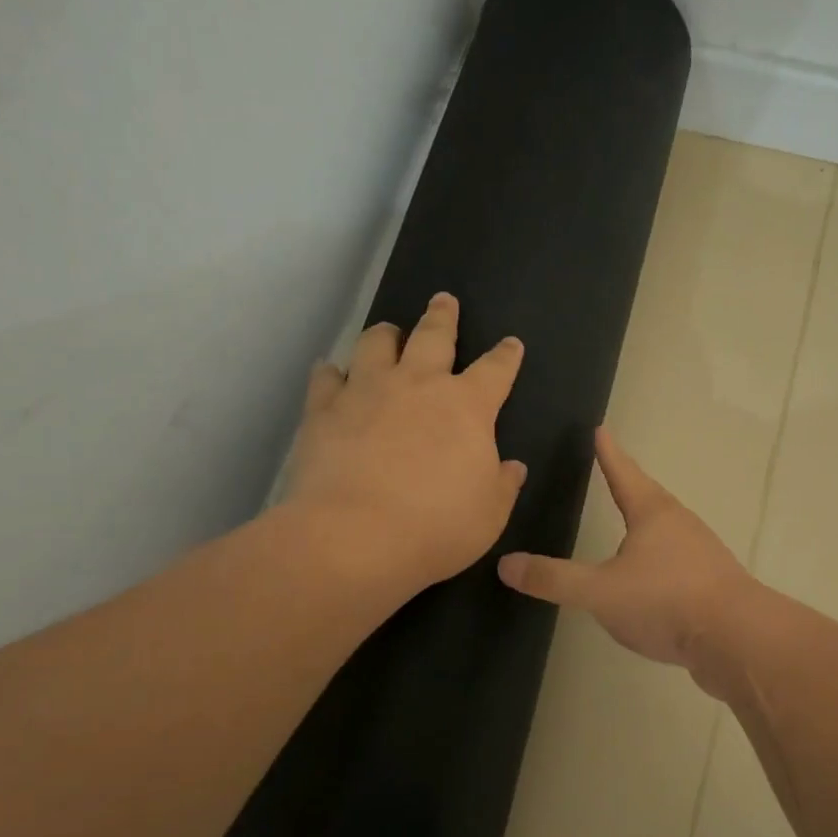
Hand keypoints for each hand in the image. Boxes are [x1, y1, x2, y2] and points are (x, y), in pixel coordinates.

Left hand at [283, 293, 525, 597]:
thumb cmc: (437, 526)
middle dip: (442, 316)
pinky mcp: (324, 410)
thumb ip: (503, 484)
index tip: (511, 343)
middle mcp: (418, 385)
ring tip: (388, 331)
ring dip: (386, 334)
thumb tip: (512, 467)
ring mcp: (367, 392)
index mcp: (468, 407)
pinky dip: (332, 372)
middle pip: (433, 336)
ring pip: (376, 344)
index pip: (496, 370)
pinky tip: (331, 373)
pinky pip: (327, 378)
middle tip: (443, 299)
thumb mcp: (490, 514)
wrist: (355, 537)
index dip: (506, 355)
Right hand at [497, 429, 754, 672]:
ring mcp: (701, 554)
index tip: (601, 430)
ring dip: (647, 525)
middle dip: (631, 486)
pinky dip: (659, 561)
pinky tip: (651, 581)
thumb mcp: (600, 591)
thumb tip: (506, 563)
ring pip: (667, 531)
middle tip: (614, 473)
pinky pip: (678, 563)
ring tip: (630, 527)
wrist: (737, 639)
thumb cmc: (665, 600)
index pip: (624, 473)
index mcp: (653, 514)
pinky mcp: (712, 585)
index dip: (609, 453)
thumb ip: (554, 578)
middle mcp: (680, 525)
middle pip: (650, 498)